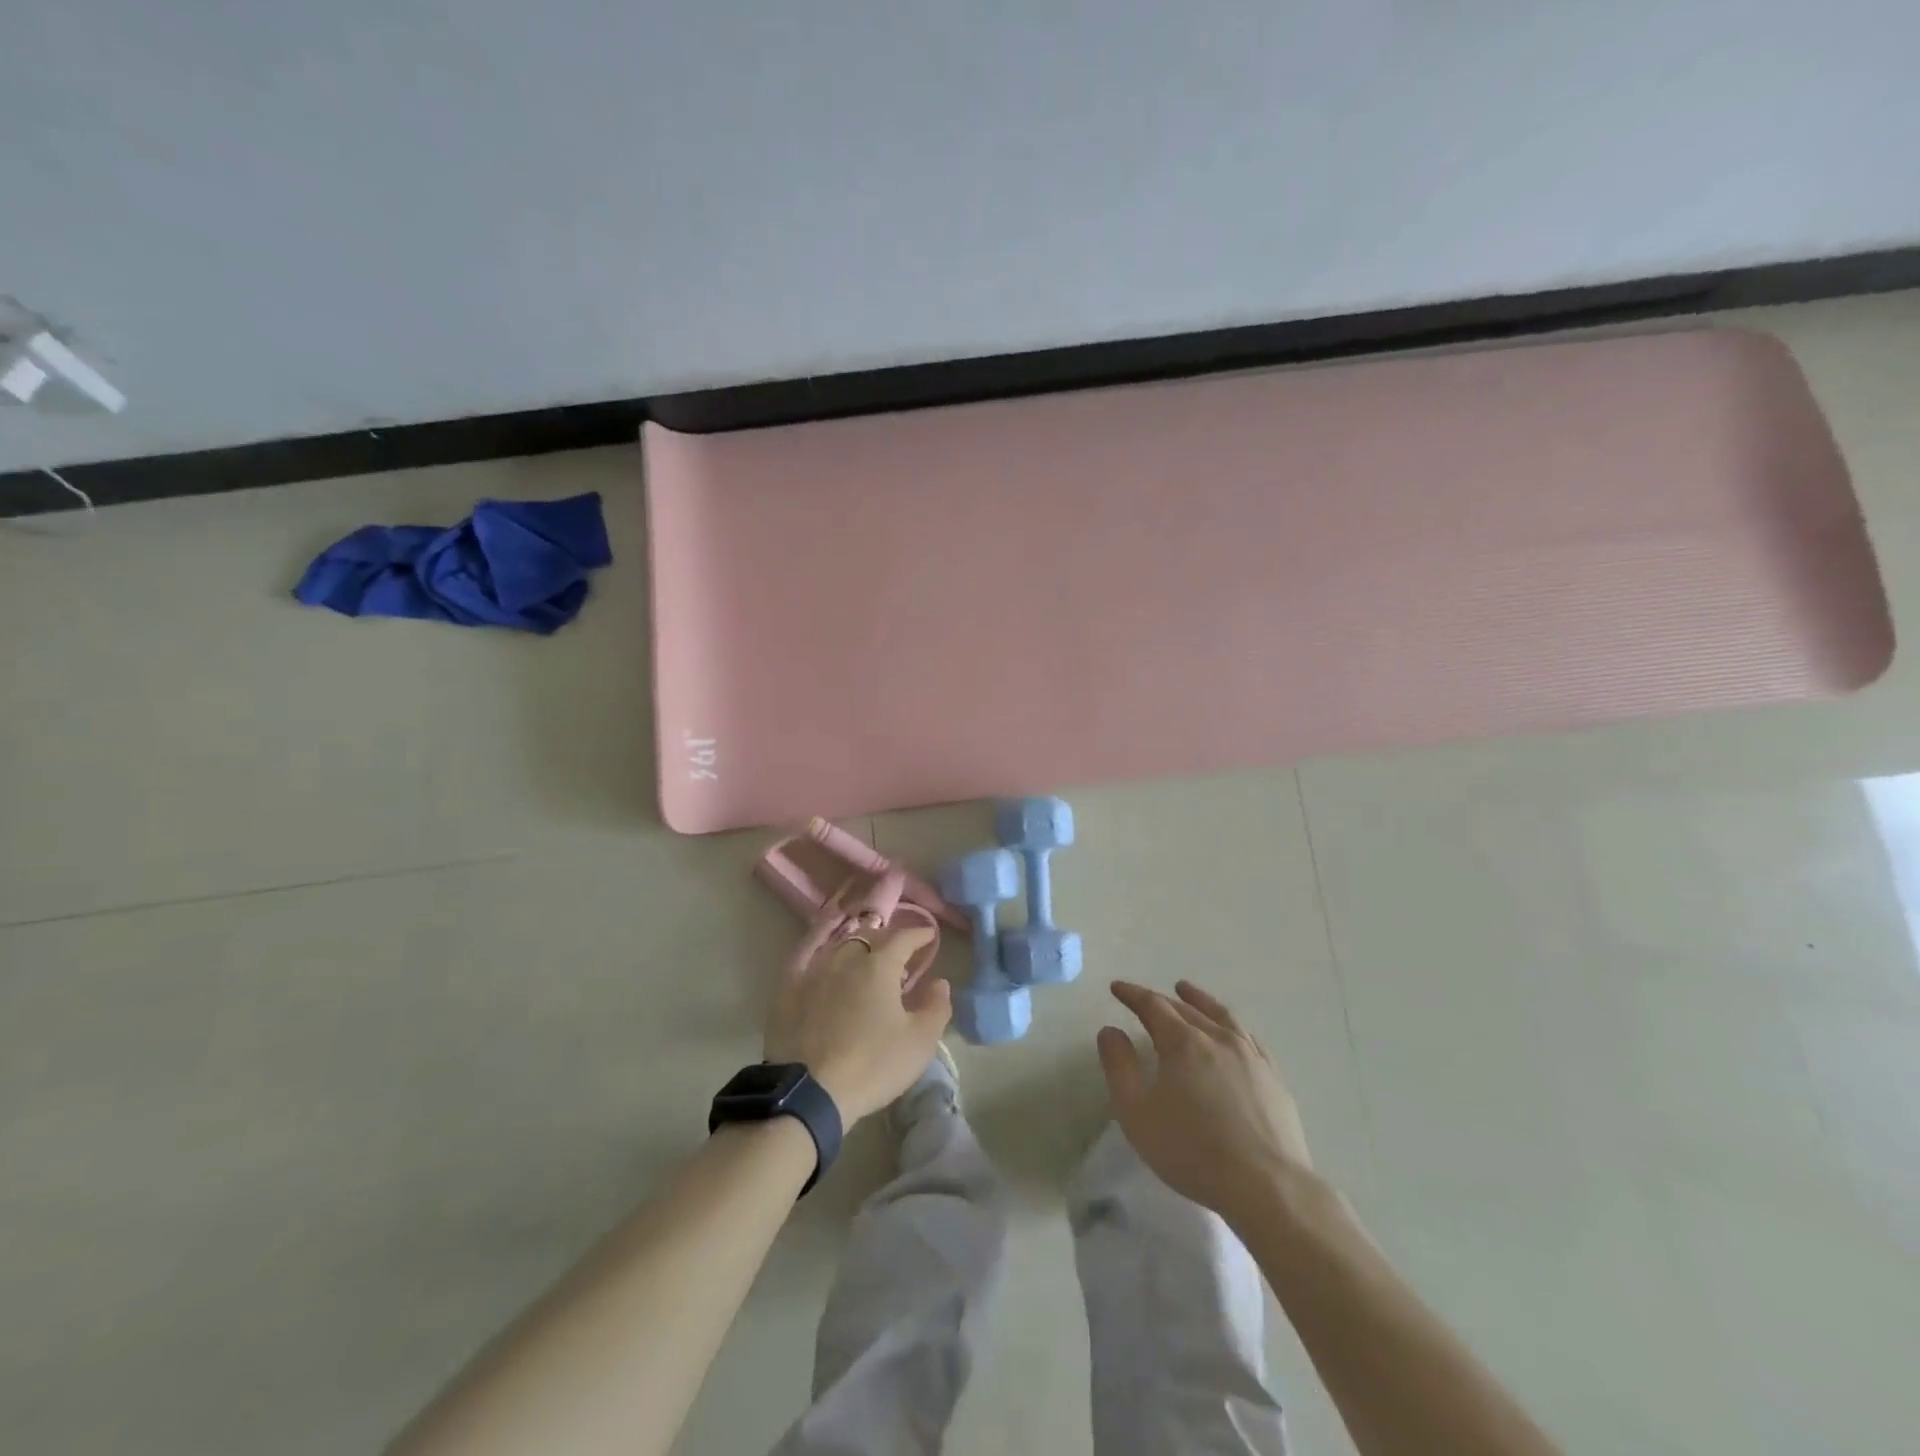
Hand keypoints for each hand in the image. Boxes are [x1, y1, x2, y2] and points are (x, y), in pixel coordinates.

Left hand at [765, 924, 949, 1123]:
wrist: (809, 1093)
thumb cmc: (873, 1065)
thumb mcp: (920, 1042)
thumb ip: (936, 1007)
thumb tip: (939, 982)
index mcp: (879, 966)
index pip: (903, 937)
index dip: (919, 934)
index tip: (929, 935)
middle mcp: (846, 958)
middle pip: (870, 935)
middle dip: (889, 937)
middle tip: (900, 950)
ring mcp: (814, 971)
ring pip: (839, 944)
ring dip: (858, 944)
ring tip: (866, 955)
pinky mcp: (788, 989)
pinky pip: (806, 957)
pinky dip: (820, 948)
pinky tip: (824, 953)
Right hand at [1097, 979, 1312, 1222]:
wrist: (1266, 1186)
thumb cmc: (1192, 1150)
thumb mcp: (1137, 1112)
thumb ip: (1119, 1067)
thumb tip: (1110, 1031)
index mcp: (1183, 1042)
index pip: (1153, 1005)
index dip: (1132, 994)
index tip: (1117, 988)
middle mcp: (1217, 1038)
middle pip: (1186, 1008)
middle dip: (1161, 1000)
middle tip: (1145, 997)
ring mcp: (1251, 1055)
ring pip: (1221, 1016)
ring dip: (1199, 1000)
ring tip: (1187, 991)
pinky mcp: (1273, 1077)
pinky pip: (1248, 1037)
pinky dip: (1231, 1026)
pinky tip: (1231, 1032)